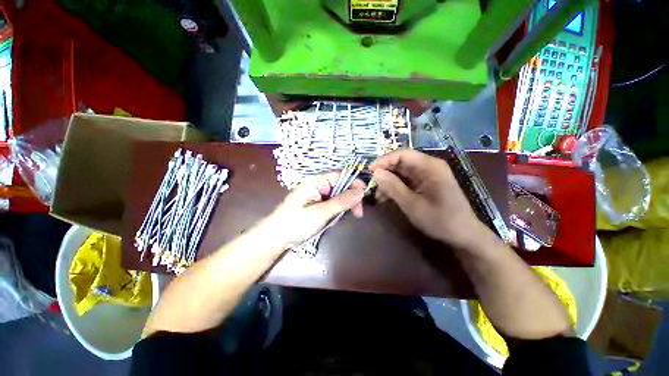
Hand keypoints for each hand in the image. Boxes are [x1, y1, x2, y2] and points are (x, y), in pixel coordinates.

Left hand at [261, 172, 364, 246]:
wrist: (276, 238)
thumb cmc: (296, 223)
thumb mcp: (321, 213)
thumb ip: (342, 201)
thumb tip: (362, 191)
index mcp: (316, 182)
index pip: (340, 175)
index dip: (354, 183)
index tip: (364, 196)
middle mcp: (318, 185)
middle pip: (341, 185)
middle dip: (351, 198)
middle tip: (358, 214)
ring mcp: (317, 195)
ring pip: (338, 196)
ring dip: (345, 206)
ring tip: (346, 218)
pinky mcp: (317, 205)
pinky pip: (333, 204)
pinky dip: (337, 211)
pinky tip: (335, 220)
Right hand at [371, 149, 486, 248]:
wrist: (462, 235)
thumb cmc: (440, 220)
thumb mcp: (412, 204)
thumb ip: (393, 187)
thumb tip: (375, 172)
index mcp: (429, 166)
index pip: (402, 154)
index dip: (384, 160)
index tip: (370, 171)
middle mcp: (428, 166)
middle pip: (400, 162)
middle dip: (385, 173)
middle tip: (372, 186)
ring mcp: (426, 175)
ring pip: (401, 172)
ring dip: (388, 182)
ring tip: (377, 196)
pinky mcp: (424, 184)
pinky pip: (405, 181)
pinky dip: (394, 188)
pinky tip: (386, 198)